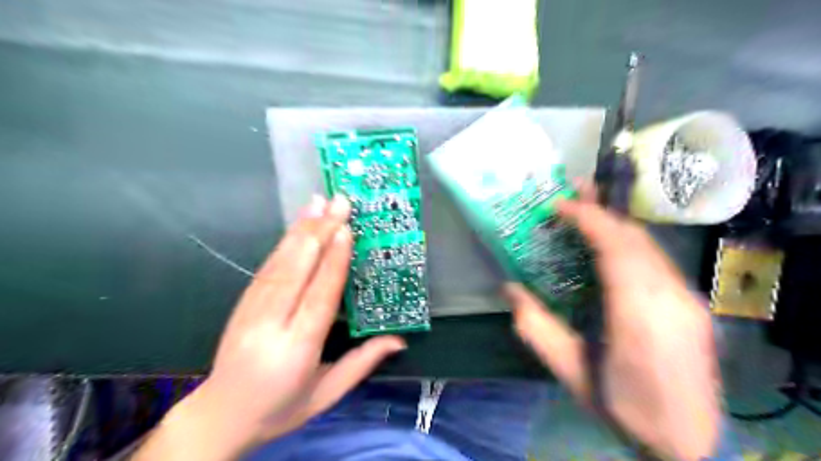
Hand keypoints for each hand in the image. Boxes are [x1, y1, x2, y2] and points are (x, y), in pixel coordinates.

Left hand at [135, 196, 408, 460]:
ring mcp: (251, 310)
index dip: (333, 262)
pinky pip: (267, 268)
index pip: (319, 297)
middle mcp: (271, 324)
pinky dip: (284, 243)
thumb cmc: (280, 408)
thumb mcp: (326, 395)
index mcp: (296, 349)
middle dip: (320, 232)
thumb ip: (361, 363)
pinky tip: (297, 227)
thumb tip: (399, 340)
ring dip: (301, 230)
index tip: (346, 230)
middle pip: (297, 270)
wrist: (218, 417)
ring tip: (318, 203)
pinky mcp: (243, 303)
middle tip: (339, 202)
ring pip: (279, 263)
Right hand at [504, 184, 719, 460]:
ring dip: (616, 222)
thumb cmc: (622, 406)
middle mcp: (670, 299)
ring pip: (649, 245)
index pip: (616, 249)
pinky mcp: (692, 303)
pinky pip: (656, 259)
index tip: (559, 204)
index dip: (588, 219)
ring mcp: (687, 300)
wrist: (688, 441)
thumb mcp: (569, 371)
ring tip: (590, 204)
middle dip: (603, 209)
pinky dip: (630, 241)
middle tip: (575, 188)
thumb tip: (509, 288)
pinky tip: (611, 239)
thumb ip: (536, 327)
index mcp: (637, 316)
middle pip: (636, 239)